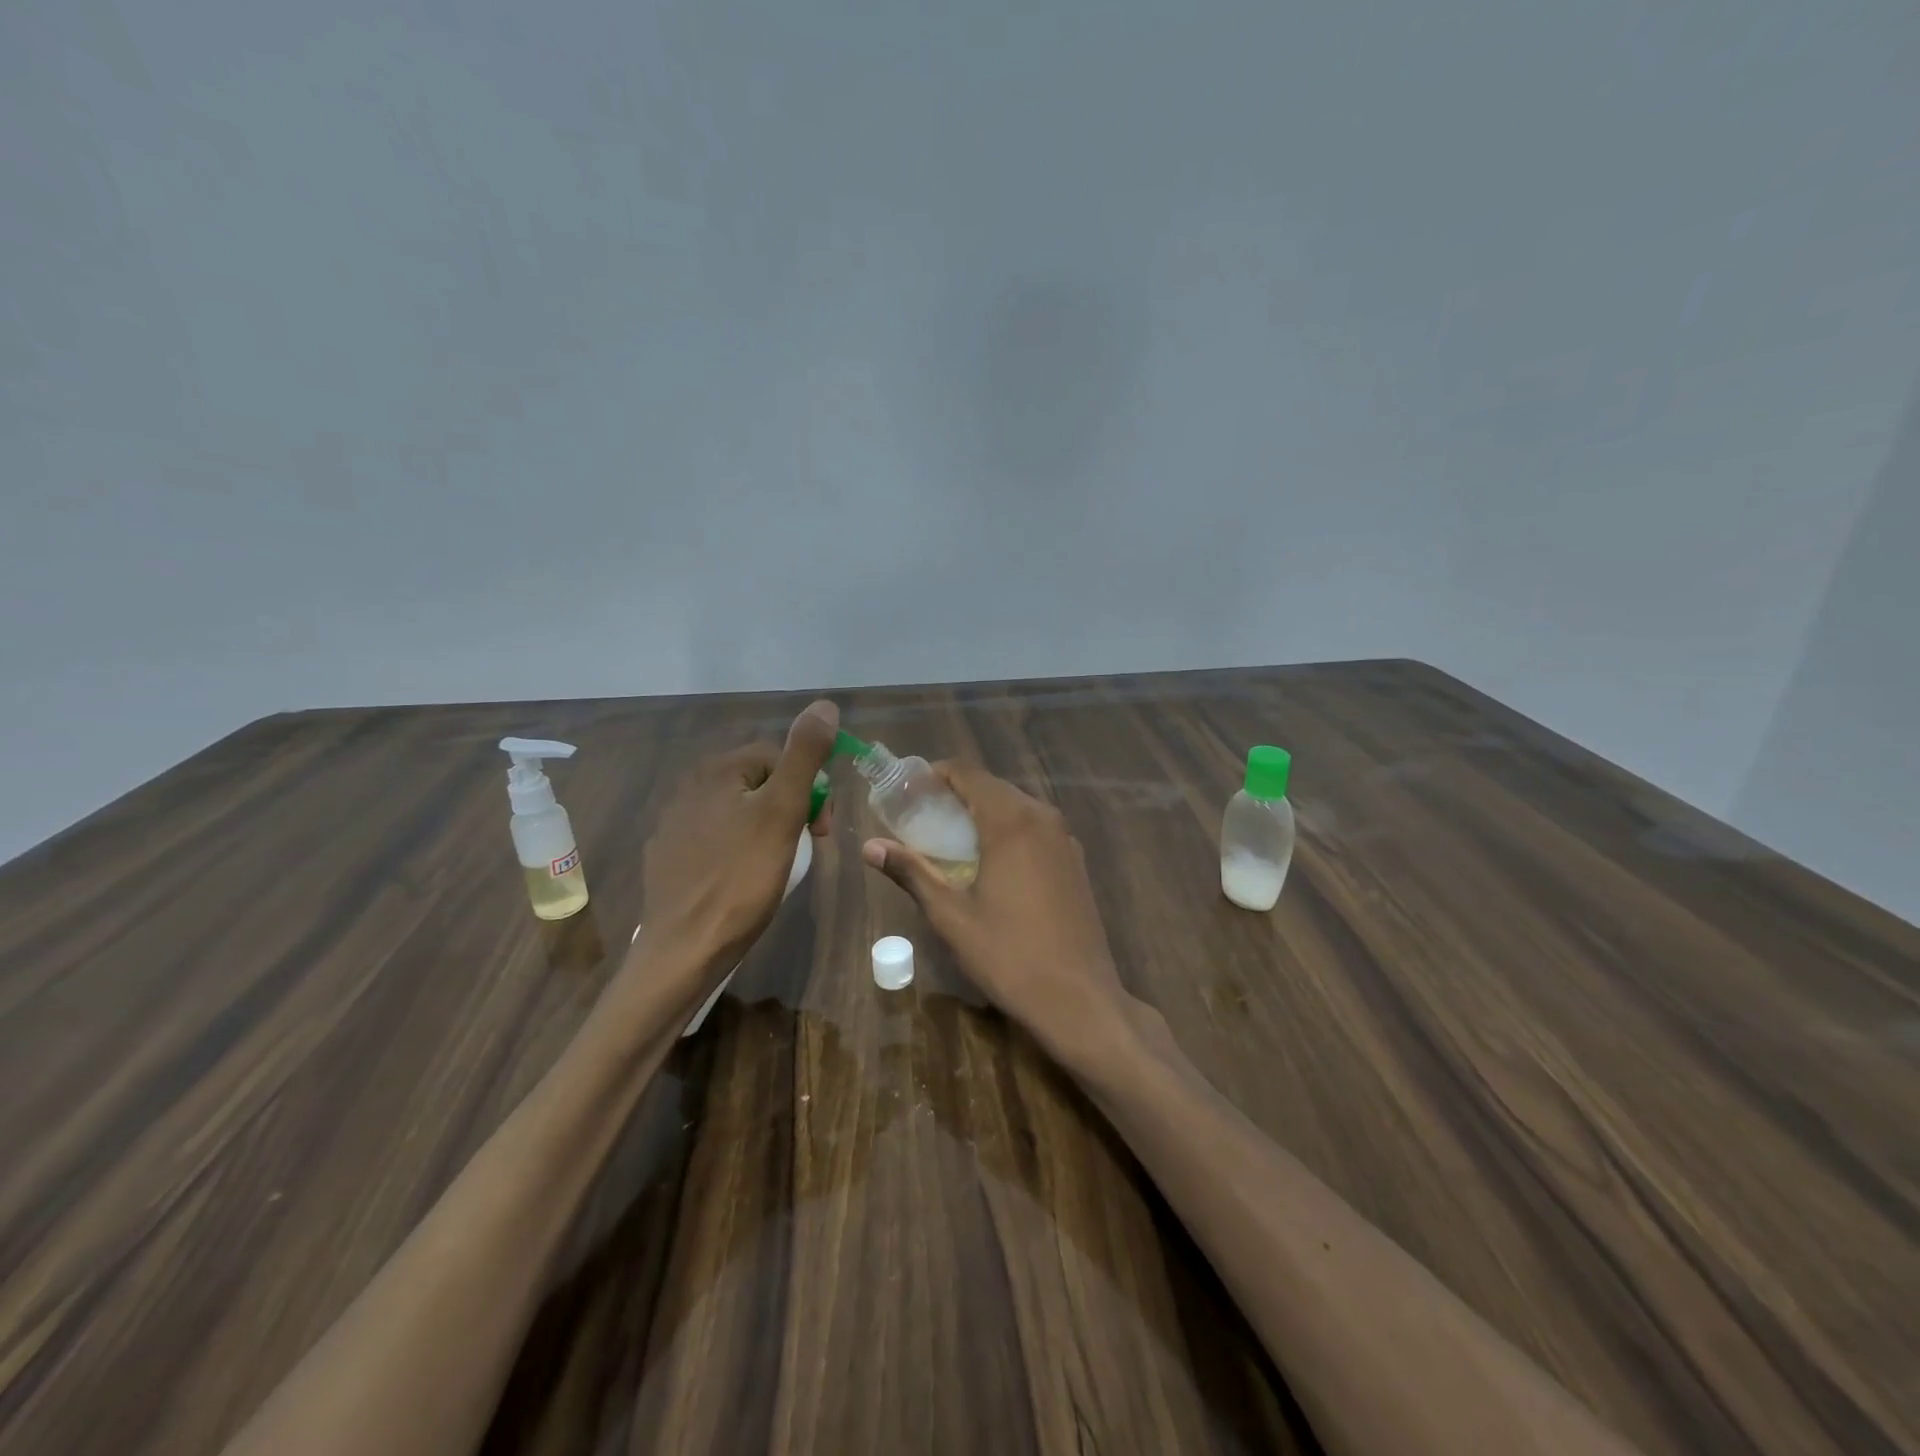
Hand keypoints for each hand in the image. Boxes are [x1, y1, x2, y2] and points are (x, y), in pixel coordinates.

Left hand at [634, 699, 838, 988]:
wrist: (685, 950)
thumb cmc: (743, 878)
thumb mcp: (784, 812)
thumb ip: (804, 755)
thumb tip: (825, 704)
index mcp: (716, 770)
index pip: (779, 757)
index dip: (810, 788)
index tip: (823, 830)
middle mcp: (688, 787)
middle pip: (758, 783)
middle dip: (789, 809)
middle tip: (805, 848)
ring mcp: (672, 824)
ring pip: (737, 812)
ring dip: (765, 830)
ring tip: (777, 867)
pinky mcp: (666, 857)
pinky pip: (714, 839)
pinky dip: (736, 851)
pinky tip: (742, 880)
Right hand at [861, 761, 1134, 1065]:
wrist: (1079, 998)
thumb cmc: (1009, 955)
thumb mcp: (951, 916)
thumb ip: (911, 872)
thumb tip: (870, 846)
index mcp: (1011, 821)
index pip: (968, 773)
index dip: (935, 775)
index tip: (908, 792)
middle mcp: (1042, 817)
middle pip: (992, 787)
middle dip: (956, 795)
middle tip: (920, 818)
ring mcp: (1064, 838)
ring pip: (1016, 806)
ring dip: (982, 813)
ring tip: (949, 840)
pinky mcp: (1075, 860)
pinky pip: (1035, 828)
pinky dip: (1008, 831)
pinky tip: (990, 863)